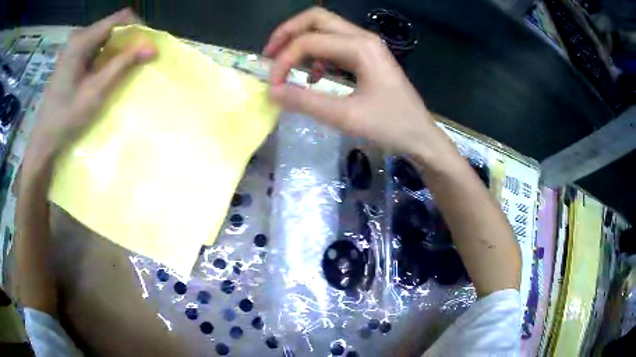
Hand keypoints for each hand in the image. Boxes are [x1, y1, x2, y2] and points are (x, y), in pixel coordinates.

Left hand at [25, 8, 155, 166]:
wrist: (44, 139)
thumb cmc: (66, 117)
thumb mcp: (96, 91)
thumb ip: (123, 64)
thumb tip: (152, 47)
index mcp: (82, 40)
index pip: (120, 18)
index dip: (138, 28)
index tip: (146, 46)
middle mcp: (78, 36)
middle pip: (113, 25)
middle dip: (129, 39)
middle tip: (138, 60)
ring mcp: (74, 46)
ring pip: (106, 36)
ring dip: (118, 48)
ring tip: (124, 67)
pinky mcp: (72, 56)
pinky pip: (96, 46)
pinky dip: (107, 55)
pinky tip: (107, 71)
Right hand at [264, 7, 436, 154]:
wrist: (420, 136)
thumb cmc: (390, 126)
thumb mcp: (345, 117)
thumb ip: (305, 101)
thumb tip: (272, 92)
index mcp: (360, 47)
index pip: (308, 41)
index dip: (283, 61)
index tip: (273, 86)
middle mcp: (362, 38)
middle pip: (316, 19)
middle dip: (287, 33)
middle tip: (270, 55)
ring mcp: (366, 45)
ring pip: (325, 29)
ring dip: (301, 41)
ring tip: (285, 64)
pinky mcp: (367, 56)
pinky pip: (334, 44)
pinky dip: (317, 54)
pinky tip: (313, 76)